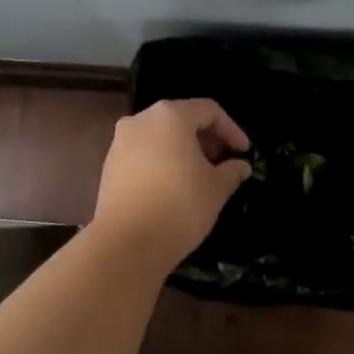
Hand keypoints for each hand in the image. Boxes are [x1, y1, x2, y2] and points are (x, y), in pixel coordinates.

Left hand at [90, 99, 251, 270]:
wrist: (127, 242)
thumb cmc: (180, 205)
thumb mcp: (216, 188)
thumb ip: (231, 171)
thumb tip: (240, 166)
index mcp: (170, 116)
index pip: (208, 111)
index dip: (231, 129)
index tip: (244, 152)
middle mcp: (141, 120)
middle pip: (181, 119)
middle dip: (206, 138)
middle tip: (223, 162)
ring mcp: (120, 142)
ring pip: (160, 137)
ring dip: (183, 150)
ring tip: (200, 176)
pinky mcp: (109, 166)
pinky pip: (143, 154)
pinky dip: (162, 162)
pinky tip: (173, 186)